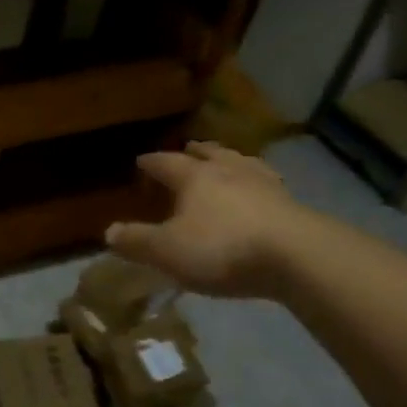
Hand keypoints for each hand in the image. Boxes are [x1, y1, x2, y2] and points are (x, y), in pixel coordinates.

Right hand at [105, 142, 306, 299]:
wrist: (297, 257)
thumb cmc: (222, 249)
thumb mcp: (167, 251)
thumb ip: (136, 241)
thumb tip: (109, 232)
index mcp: (195, 177)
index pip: (167, 162)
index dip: (152, 162)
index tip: (141, 161)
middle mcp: (229, 171)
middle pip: (210, 154)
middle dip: (195, 152)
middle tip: (189, 149)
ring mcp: (265, 185)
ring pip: (242, 164)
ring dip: (230, 161)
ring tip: (226, 162)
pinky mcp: (292, 205)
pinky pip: (268, 185)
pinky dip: (257, 184)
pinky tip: (261, 192)